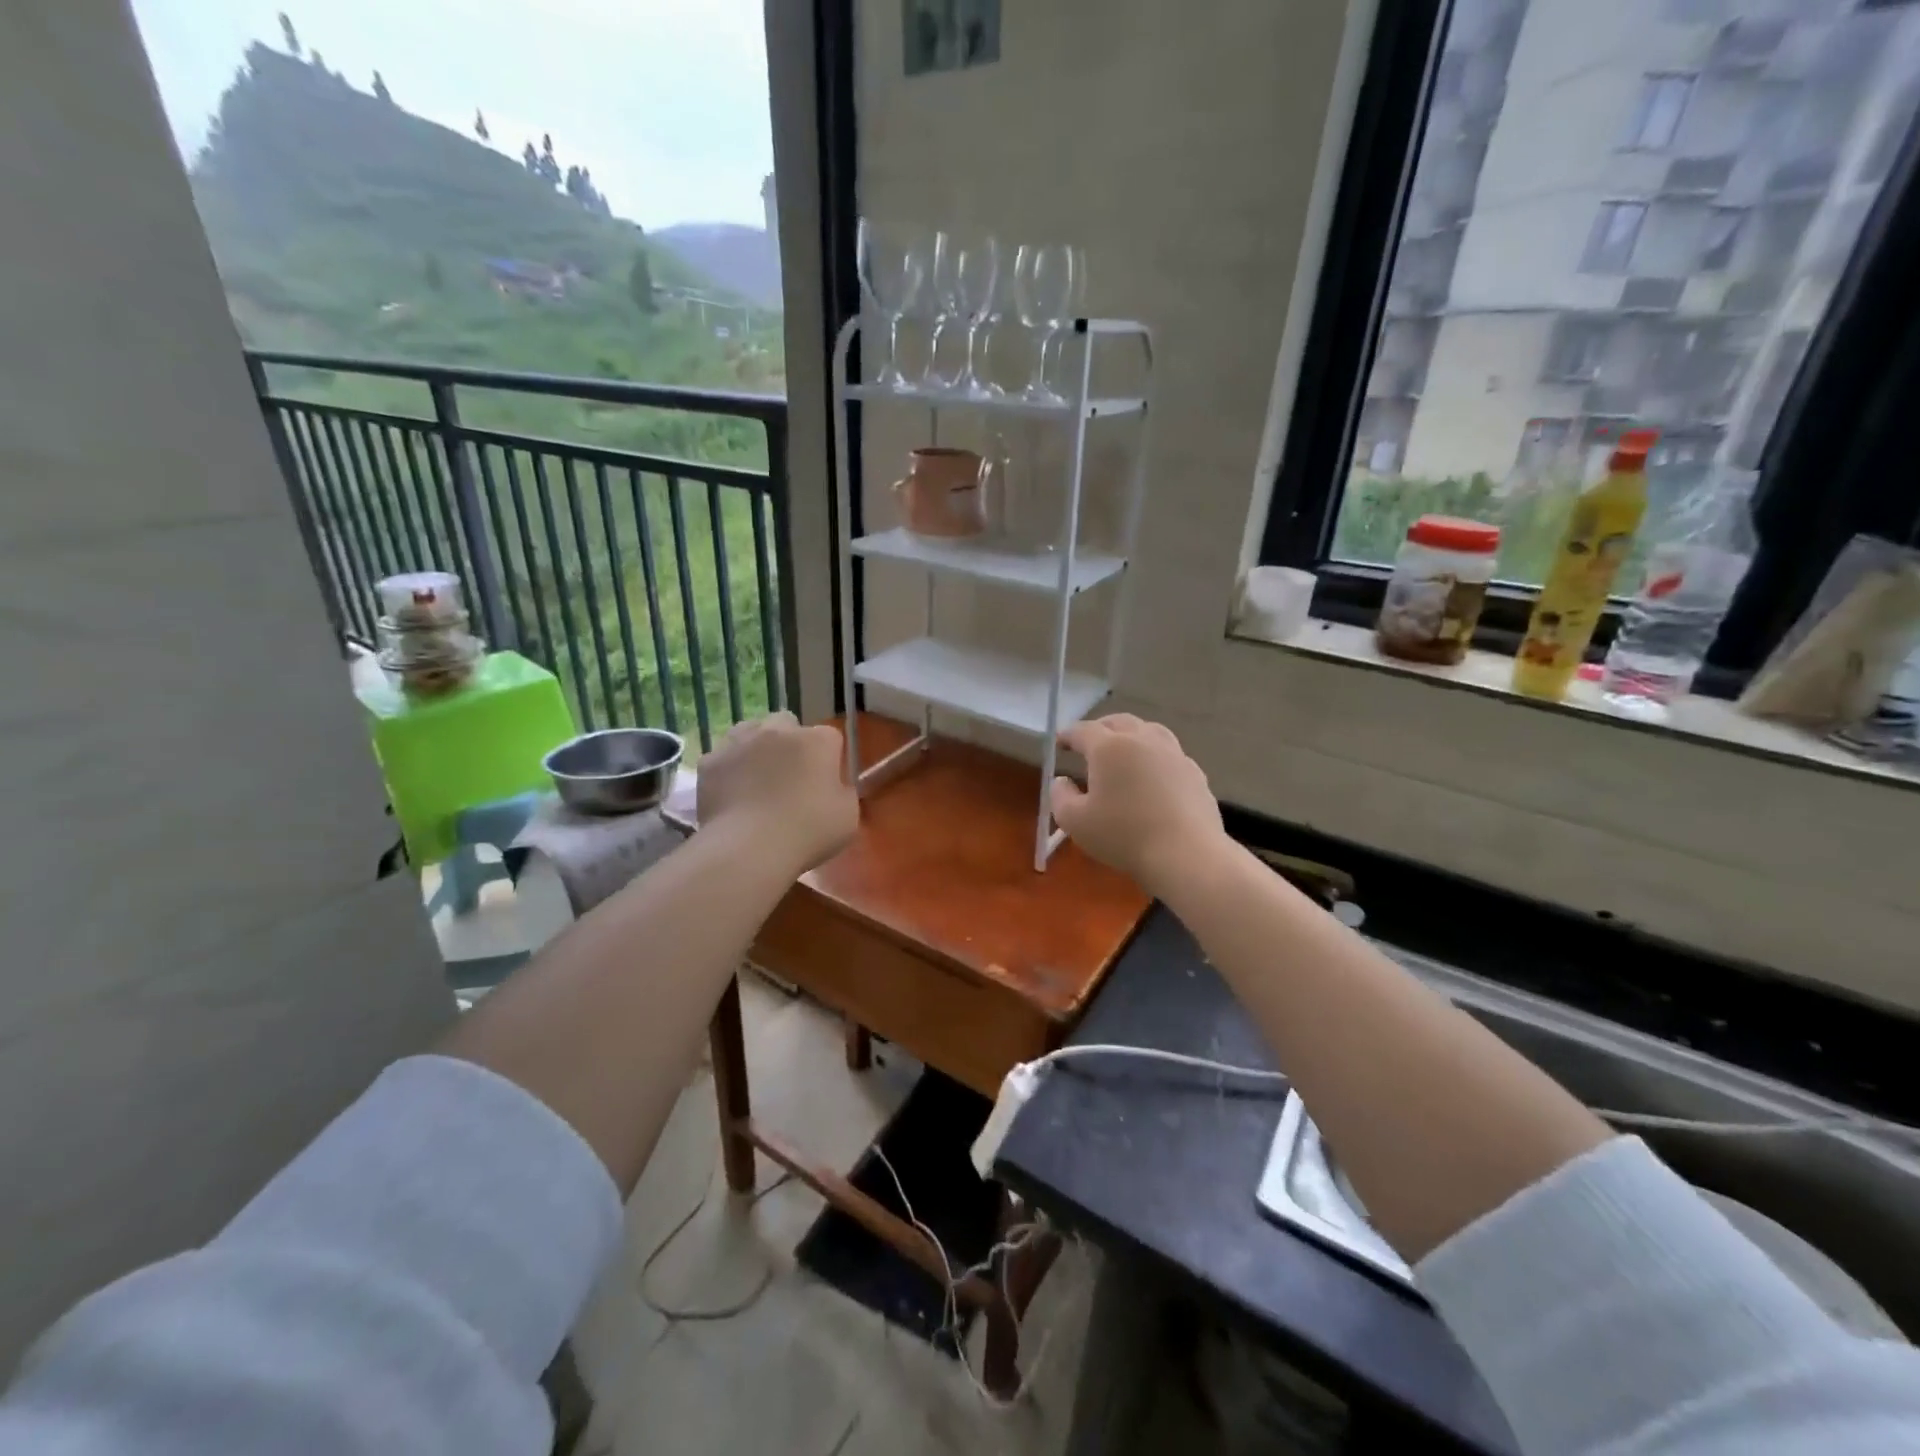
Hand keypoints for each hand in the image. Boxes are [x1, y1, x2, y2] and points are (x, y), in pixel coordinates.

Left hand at [697, 712, 858, 872]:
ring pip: (751, 732)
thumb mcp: (848, 817)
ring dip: (757, 748)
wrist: (749, 849)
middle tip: (791, 777)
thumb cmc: (808, 832)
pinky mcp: (711, 761)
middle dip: (791, 743)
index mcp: (817, 741)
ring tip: (757, 780)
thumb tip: (833, 787)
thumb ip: (843, 792)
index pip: (830, 738)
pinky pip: (724, 758)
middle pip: (788, 724)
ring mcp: (740, 742)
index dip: (829, 760)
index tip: (826, 784)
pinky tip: (732, 795)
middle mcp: (778, 731)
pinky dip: (729, 770)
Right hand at [1050, 714, 1225, 893]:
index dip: (1067, 734)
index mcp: (1109, 747)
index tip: (1059, 742)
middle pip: (1119, 722)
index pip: (1083, 730)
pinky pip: (1170, 754)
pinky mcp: (1195, 773)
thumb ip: (1060, 796)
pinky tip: (1154, 776)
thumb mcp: (1075, 822)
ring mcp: (1174, 754)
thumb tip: (1062, 781)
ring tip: (1124, 751)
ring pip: (1149, 731)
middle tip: (1089, 743)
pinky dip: (1155, 757)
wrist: (1186, 854)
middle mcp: (1142, 740)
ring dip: (1131, 736)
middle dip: (1100, 728)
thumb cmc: (1123, 835)